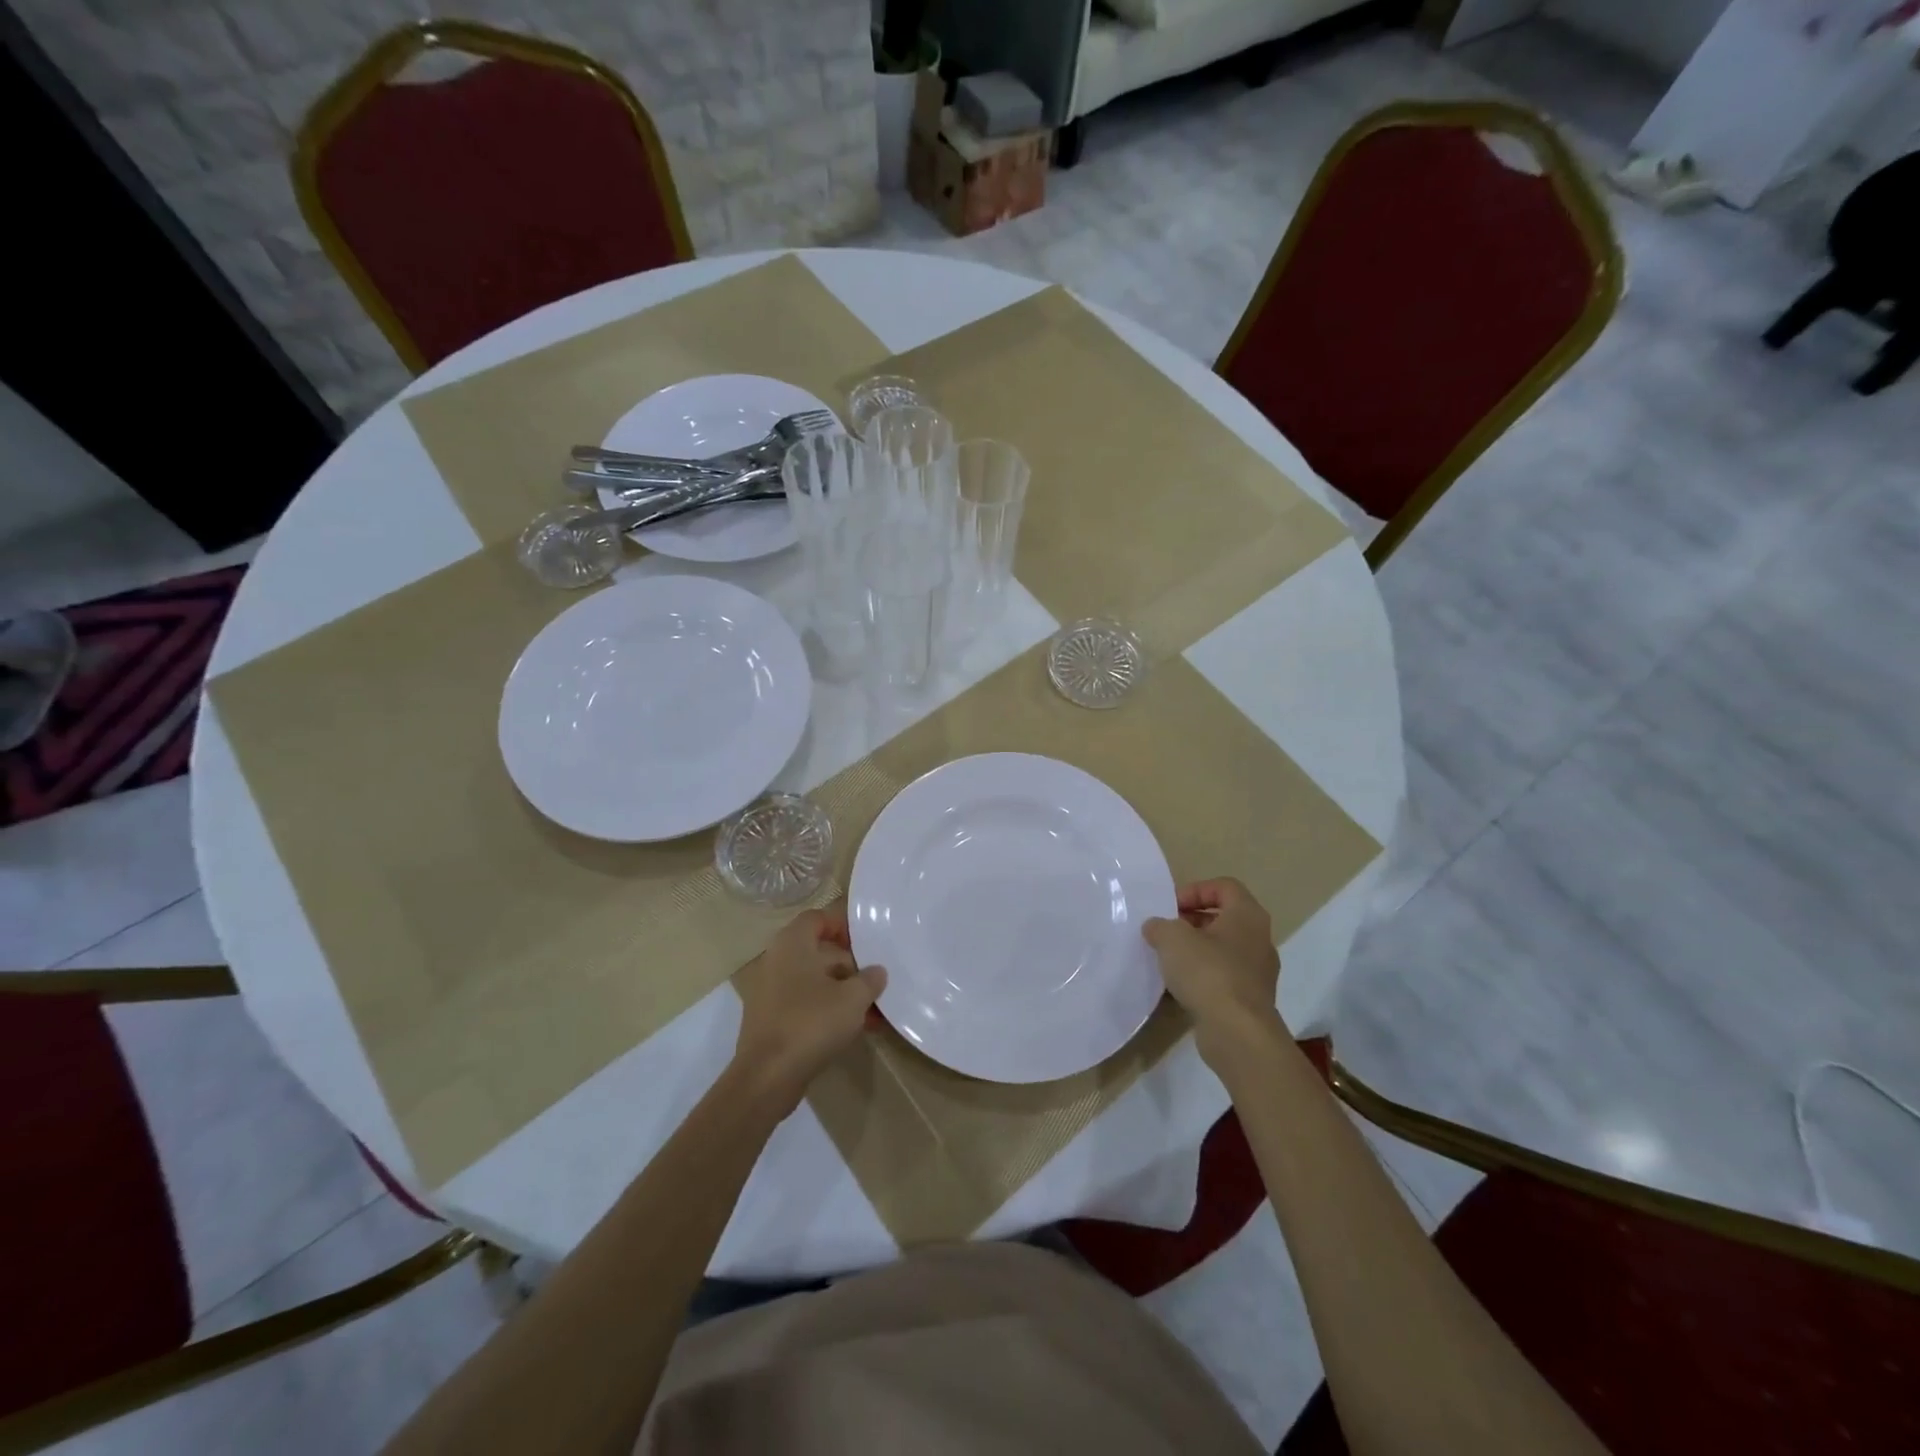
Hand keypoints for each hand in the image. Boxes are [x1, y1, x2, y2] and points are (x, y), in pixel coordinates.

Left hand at [732, 905, 886, 1112]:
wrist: (767, 1077)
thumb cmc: (811, 1023)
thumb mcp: (853, 998)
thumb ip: (869, 980)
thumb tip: (876, 972)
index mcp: (792, 944)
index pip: (817, 918)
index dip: (842, 926)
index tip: (866, 944)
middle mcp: (777, 961)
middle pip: (818, 952)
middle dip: (850, 966)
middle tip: (874, 981)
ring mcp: (771, 992)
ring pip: (814, 981)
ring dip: (843, 992)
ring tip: (873, 1011)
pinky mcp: (771, 1020)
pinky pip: (805, 1004)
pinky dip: (828, 1011)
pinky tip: (854, 1029)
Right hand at [1143, 878, 1281, 1066]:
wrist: (1237, 1032)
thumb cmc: (1208, 972)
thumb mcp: (1172, 938)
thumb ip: (1160, 926)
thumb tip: (1156, 927)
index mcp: (1247, 915)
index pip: (1224, 887)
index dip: (1196, 890)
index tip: (1171, 907)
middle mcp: (1259, 939)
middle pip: (1224, 918)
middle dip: (1192, 921)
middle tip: (1166, 931)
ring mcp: (1258, 972)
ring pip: (1224, 949)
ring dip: (1196, 949)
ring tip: (1168, 959)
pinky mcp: (1251, 999)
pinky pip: (1224, 976)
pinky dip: (1203, 976)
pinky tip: (1180, 986)